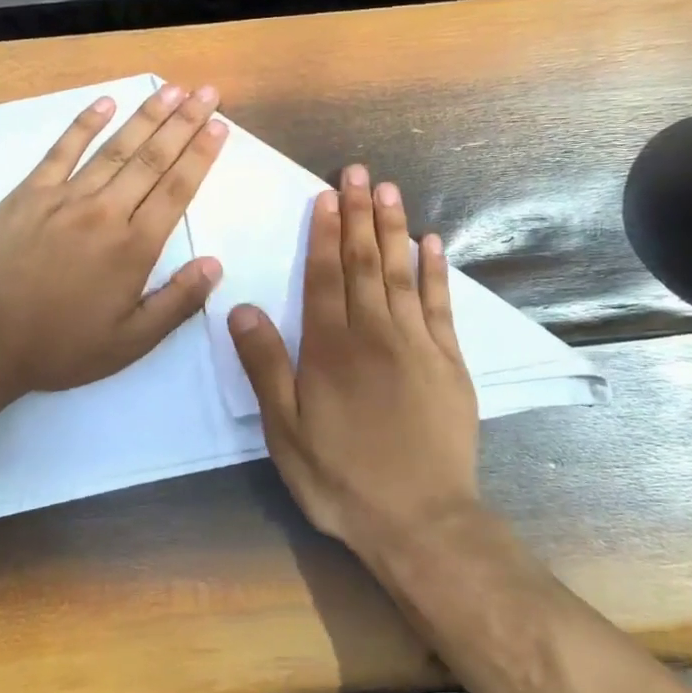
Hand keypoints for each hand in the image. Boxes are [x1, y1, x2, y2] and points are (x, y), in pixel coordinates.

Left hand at [0, 82, 228, 399]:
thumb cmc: (61, 346)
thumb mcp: (130, 342)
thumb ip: (177, 303)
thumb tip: (215, 265)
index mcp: (134, 248)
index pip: (177, 190)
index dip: (201, 155)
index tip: (219, 125)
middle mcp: (106, 212)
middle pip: (153, 159)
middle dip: (184, 122)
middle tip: (207, 92)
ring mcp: (65, 198)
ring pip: (115, 148)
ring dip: (146, 116)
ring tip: (172, 89)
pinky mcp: (30, 193)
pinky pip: (62, 150)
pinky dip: (84, 124)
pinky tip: (105, 102)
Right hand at [227, 166, 481, 563]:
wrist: (421, 521)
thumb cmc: (342, 477)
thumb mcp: (285, 431)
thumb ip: (266, 366)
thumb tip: (241, 307)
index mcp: (331, 348)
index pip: (325, 276)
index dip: (324, 232)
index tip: (325, 195)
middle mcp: (375, 333)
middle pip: (364, 262)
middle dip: (358, 214)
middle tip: (357, 172)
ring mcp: (418, 344)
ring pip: (401, 273)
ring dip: (393, 229)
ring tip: (388, 189)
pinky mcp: (450, 362)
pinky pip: (440, 305)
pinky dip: (435, 271)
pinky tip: (432, 243)